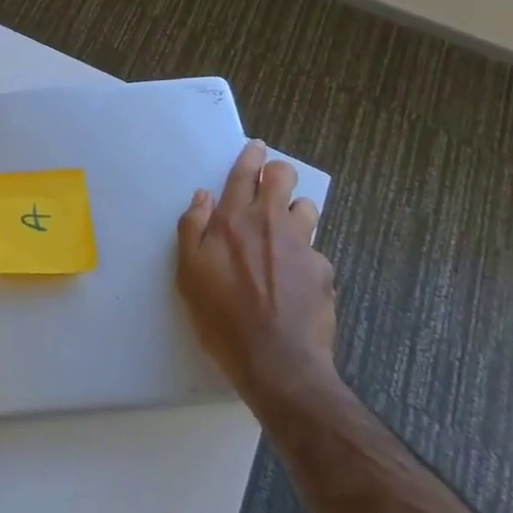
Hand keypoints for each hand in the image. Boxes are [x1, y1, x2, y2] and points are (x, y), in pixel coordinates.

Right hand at [177, 139, 337, 407]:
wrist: (278, 365)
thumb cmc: (222, 318)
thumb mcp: (188, 273)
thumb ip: (192, 228)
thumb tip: (202, 197)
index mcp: (233, 219)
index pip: (244, 173)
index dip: (251, 156)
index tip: (256, 147)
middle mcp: (269, 222)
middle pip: (283, 176)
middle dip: (278, 173)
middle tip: (270, 187)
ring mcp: (301, 245)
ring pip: (306, 207)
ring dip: (295, 212)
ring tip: (284, 234)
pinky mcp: (324, 271)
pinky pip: (315, 251)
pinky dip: (305, 258)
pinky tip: (296, 281)